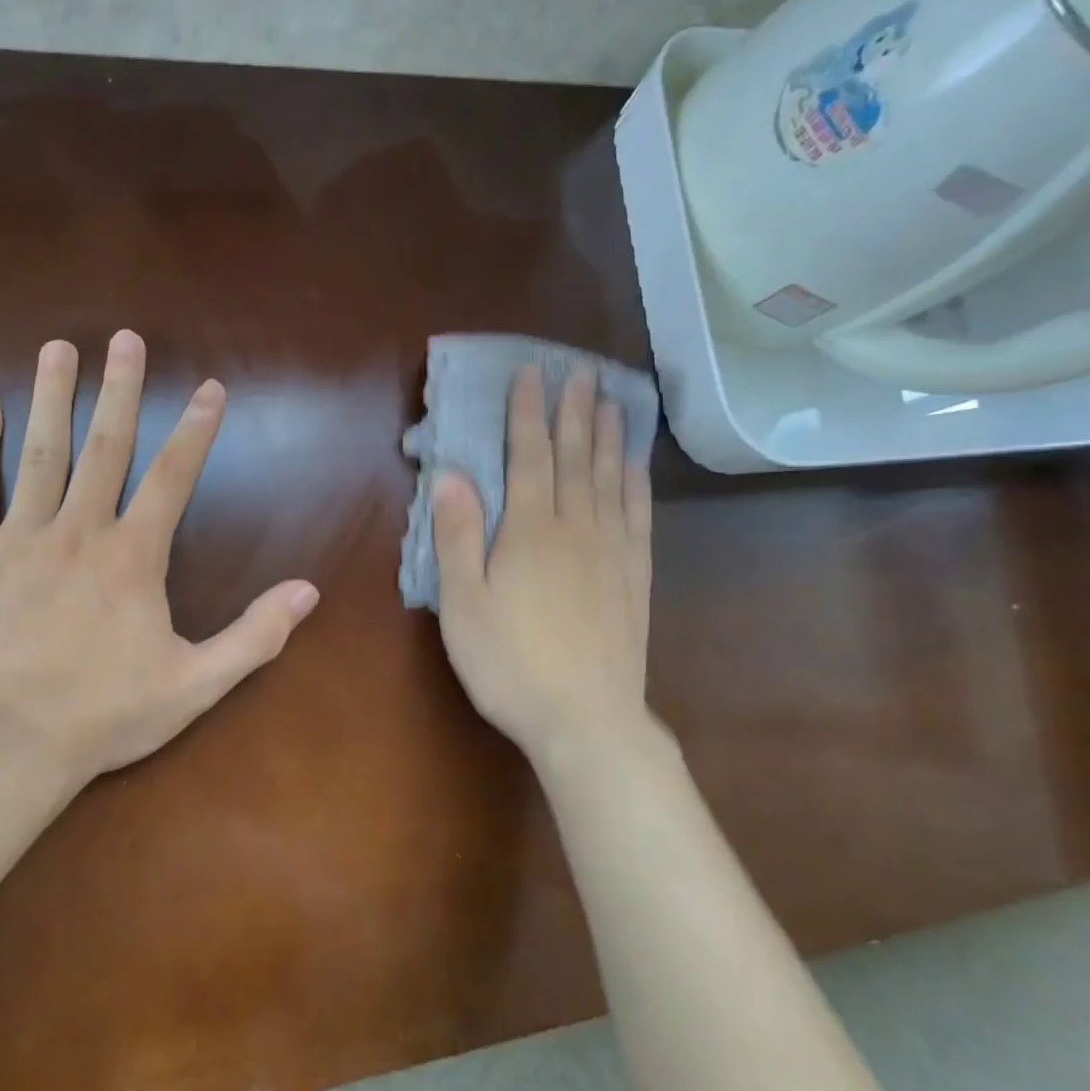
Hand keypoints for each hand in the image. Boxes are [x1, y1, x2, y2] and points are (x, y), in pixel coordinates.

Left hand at [0, 331, 320, 786]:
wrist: (1, 749)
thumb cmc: (104, 715)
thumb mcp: (195, 684)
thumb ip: (254, 635)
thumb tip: (308, 592)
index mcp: (133, 557)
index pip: (173, 477)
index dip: (196, 430)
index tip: (210, 388)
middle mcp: (79, 531)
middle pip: (106, 446)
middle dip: (121, 390)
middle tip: (126, 338)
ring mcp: (18, 538)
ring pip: (41, 453)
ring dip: (53, 396)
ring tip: (60, 348)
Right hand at [431, 365, 657, 771]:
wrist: (586, 719)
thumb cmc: (509, 663)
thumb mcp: (463, 603)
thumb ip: (458, 535)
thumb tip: (451, 475)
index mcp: (530, 530)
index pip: (529, 456)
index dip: (528, 413)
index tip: (531, 375)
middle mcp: (576, 527)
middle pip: (575, 456)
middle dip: (574, 410)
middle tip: (579, 371)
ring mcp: (611, 550)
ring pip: (610, 478)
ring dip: (609, 435)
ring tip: (612, 400)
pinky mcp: (634, 576)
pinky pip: (638, 514)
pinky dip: (636, 481)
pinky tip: (636, 466)